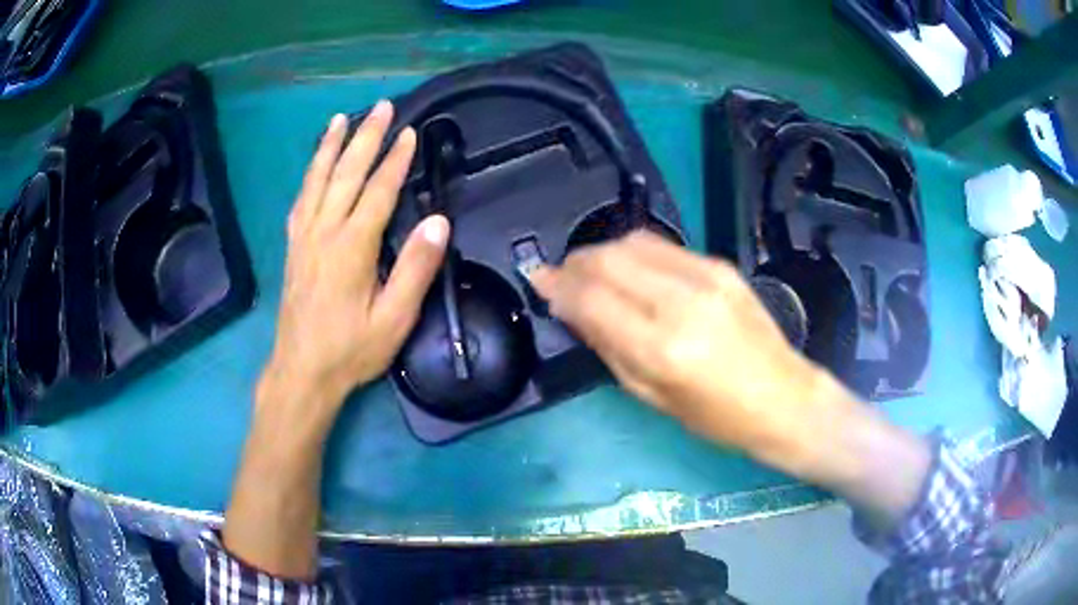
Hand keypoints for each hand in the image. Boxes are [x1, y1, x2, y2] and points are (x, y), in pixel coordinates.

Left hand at [226, 103, 448, 579]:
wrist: (302, 371)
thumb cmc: (351, 349)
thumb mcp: (394, 319)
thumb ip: (415, 268)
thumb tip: (437, 222)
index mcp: (352, 247)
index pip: (377, 191)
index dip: (395, 160)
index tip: (409, 133)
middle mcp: (324, 232)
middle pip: (346, 174)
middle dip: (365, 138)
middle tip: (381, 107)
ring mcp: (304, 237)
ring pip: (317, 180)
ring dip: (331, 147)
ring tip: (340, 119)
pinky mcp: (293, 247)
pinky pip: (301, 199)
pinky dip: (310, 174)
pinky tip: (315, 165)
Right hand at [529, 232, 928, 508]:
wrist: (785, 398)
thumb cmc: (718, 418)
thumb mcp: (653, 397)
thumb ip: (608, 347)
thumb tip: (573, 309)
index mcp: (662, 348)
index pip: (591, 298)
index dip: (557, 286)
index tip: (538, 282)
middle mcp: (681, 301)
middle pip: (607, 259)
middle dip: (574, 263)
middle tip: (560, 278)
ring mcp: (705, 275)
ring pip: (631, 242)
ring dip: (601, 253)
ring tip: (591, 272)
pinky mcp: (720, 265)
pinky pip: (661, 245)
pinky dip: (633, 253)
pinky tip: (629, 271)